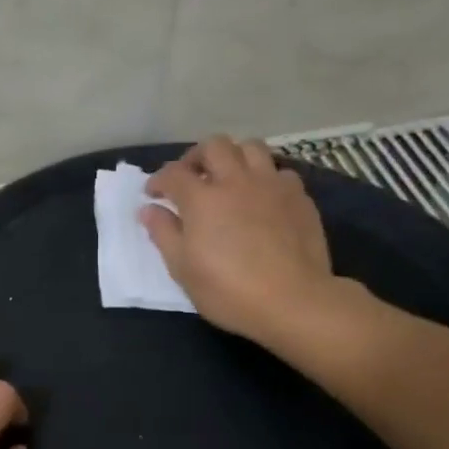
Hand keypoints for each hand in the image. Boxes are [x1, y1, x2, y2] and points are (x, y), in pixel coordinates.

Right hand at [141, 136, 341, 348]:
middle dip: (196, 157)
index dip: (158, 180)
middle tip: (190, 179)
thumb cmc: (227, 289)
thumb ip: (163, 233)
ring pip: (251, 147)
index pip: (173, 174)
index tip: (153, 195)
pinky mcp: (299, 197)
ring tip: (227, 178)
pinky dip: (264, 177)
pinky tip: (261, 197)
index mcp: (202, 199)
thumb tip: (149, 209)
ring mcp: (271, 186)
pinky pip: (280, 171)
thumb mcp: (182, 268)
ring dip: (233, 157)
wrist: (293, 301)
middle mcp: (236, 181)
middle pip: (214, 146)